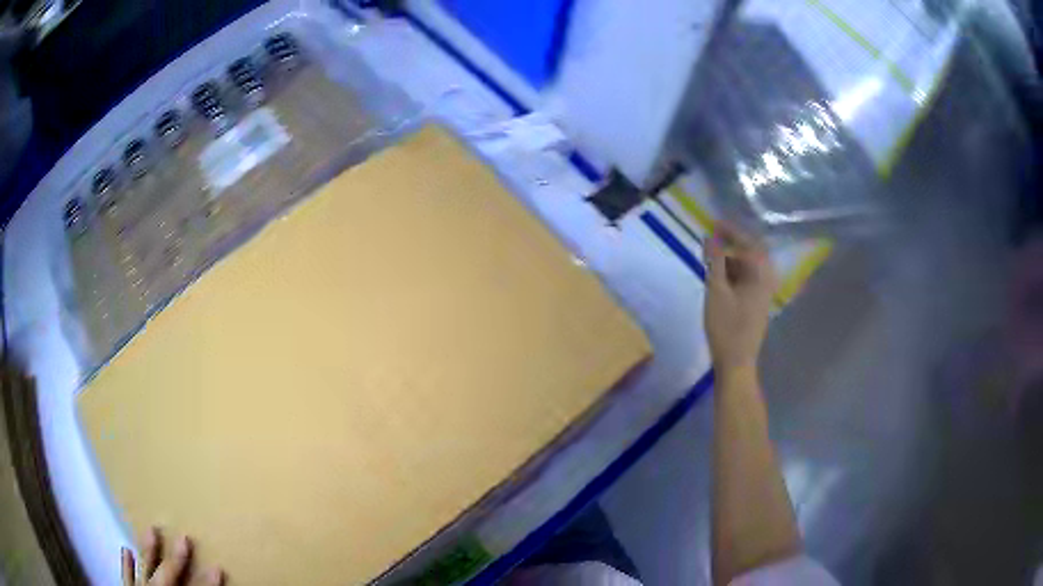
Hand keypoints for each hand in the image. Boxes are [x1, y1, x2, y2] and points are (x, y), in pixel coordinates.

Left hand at [121, 527, 223, 585]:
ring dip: (148, 553)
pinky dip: (126, 566)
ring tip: (150, 530)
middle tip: (184, 538)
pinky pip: (126, 579)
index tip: (218, 569)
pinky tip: (126, 549)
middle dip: (176, 560)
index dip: (207, 584)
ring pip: (144, 572)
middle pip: (166, 578)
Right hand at [704, 223, 777, 372]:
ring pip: (749, 267)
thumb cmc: (726, 326)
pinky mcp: (758, 303)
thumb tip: (711, 236)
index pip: (748, 242)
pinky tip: (720, 278)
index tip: (713, 223)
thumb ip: (715, 260)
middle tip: (713, 238)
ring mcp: (764, 292)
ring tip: (712, 259)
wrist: (737, 362)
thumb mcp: (716, 290)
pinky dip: (735, 273)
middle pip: (751, 252)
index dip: (730, 230)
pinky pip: (748, 278)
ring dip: (732, 259)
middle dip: (732, 244)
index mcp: (761, 273)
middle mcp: (767, 279)